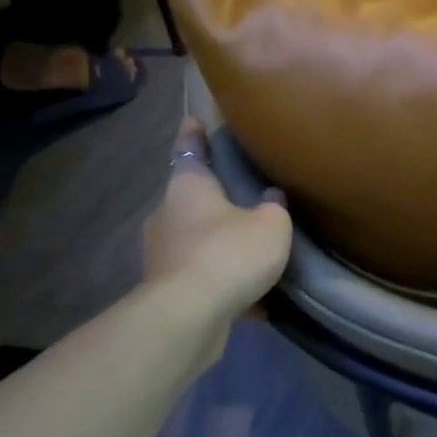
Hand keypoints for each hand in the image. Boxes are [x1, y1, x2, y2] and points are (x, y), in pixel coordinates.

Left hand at [142, 118, 290, 313]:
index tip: (194, 119)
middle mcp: (167, 215)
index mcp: (188, 187)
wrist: (189, 316)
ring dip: (221, 246)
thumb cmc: (229, 253)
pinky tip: (256, 303)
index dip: (195, 133)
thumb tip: (271, 199)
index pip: (190, 148)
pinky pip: (202, 278)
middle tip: (246, 200)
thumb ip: (275, 207)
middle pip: (192, 199)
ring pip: (197, 241)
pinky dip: (224, 284)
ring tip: (254, 257)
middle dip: (216, 200)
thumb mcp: (272, 224)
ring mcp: (162, 254)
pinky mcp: (165, 290)